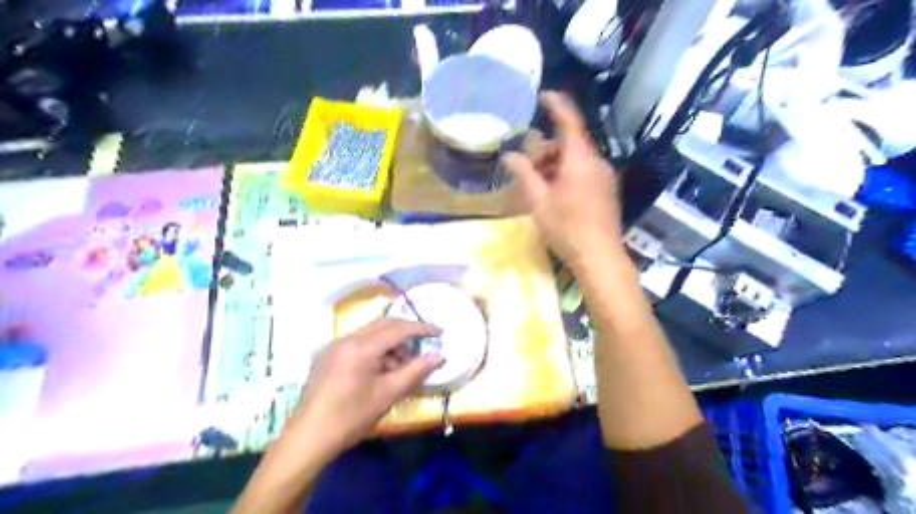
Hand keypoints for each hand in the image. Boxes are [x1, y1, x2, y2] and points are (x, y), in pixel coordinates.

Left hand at [284, 322, 443, 457]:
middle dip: (406, 333)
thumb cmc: (351, 417)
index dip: (421, 328)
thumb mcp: (388, 394)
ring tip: (402, 366)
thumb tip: (438, 356)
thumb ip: (416, 371)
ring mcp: (334, 346)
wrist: (308, 437)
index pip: (398, 328)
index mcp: (361, 346)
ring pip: (371, 333)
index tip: (440, 332)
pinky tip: (381, 370)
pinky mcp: (327, 356)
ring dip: (390, 343)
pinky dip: (375, 350)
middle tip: (424, 346)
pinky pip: (358, 343)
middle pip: (383, 325)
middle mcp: (346, 338)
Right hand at [500, 93, 623, 268]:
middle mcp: (596, 162)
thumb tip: (508, 156)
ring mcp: (604, 177)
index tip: (543, 95)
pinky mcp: (606, 190)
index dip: (557, 105)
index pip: (569, 122)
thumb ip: (524, 174)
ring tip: (537, 189)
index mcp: (580, 160)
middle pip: (568, 145)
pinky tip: (554, 195)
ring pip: (575, 160)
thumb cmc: (566, 228)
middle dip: (544, 153)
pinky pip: (583, 173)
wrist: (599, 257)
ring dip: (554, 167)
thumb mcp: (539, 201)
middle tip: (526, 173)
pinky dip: (566, 175)